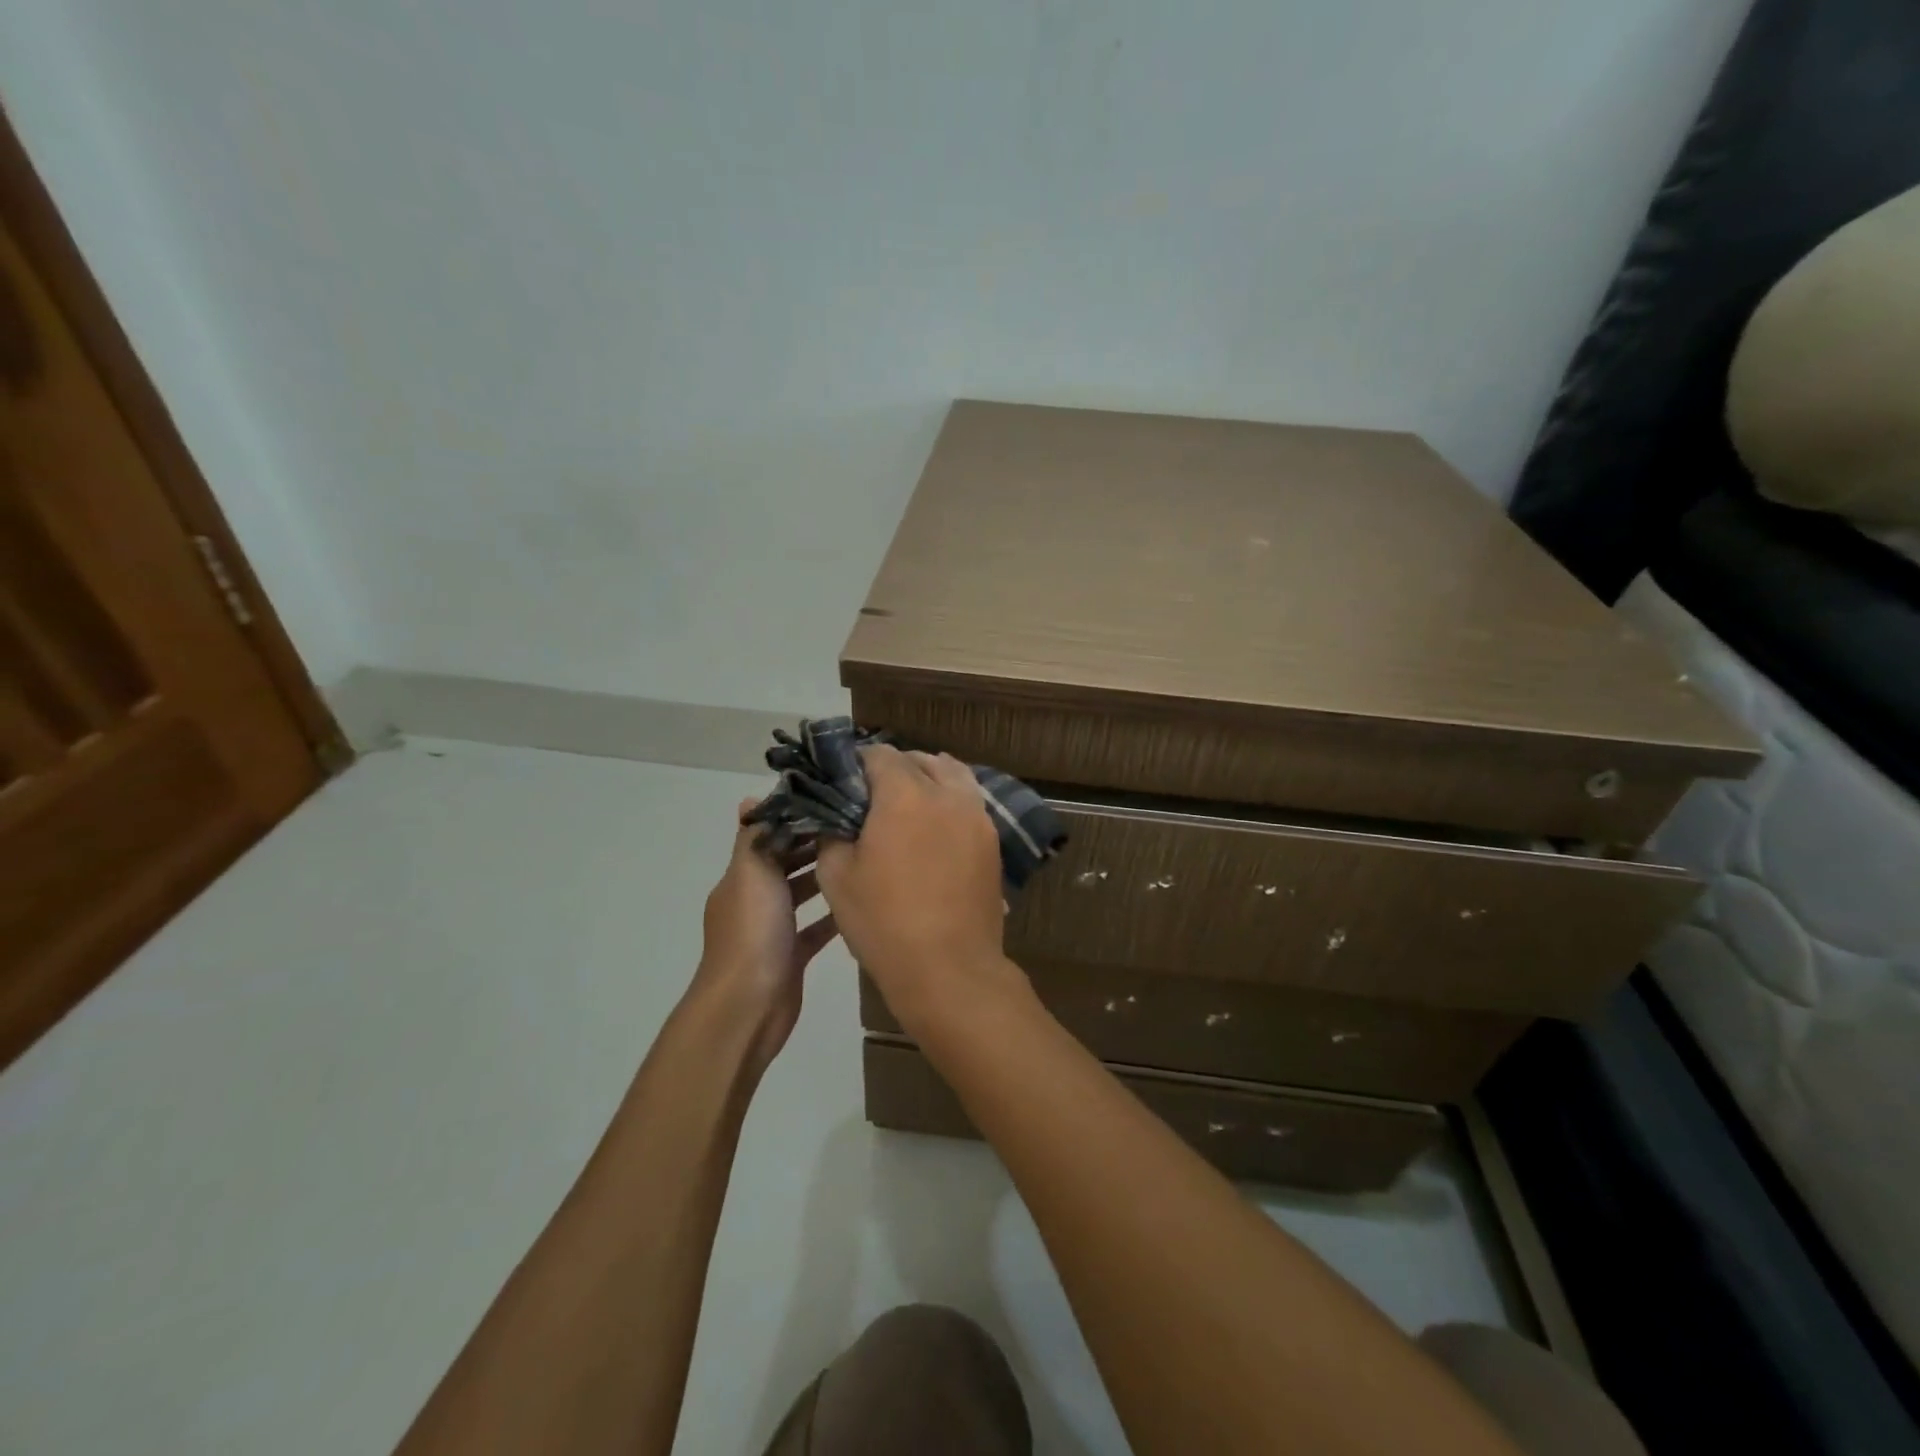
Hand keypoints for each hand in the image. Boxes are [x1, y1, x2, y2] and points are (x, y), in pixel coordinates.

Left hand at [691, 800, 840, 1075]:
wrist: (747, 1006)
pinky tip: (859, 902)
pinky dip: (832, 916)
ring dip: (824, 877)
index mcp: (742, 877)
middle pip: (786, 863)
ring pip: (801, 894)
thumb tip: (751, 800)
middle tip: (857, 827)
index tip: (832, 802)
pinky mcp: (790, 956)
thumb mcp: (751, 873)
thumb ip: (754, 837)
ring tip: (863, 858)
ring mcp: (772, 930)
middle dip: (815, 845)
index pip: (768, 837)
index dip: (796, 819)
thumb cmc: (751, 932)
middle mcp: (754, 899)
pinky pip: (814, 929)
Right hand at [816, 746, 1009, 1037]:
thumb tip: (835, 817)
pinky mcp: (993, 840)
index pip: (880, 755)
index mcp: (904, 795)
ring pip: (953, 775)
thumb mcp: (836, 876)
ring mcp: (977, 816)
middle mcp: (946, 794)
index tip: (846, 780)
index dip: (859, 762)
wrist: (949, 968)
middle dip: (896, 767)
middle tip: (875, 794)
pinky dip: (951, 800)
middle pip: (921, 760)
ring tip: (911, 801)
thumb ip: (831, 833)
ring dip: (930, 777)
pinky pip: (970, 802)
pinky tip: (937, 825)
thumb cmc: (884, 922)